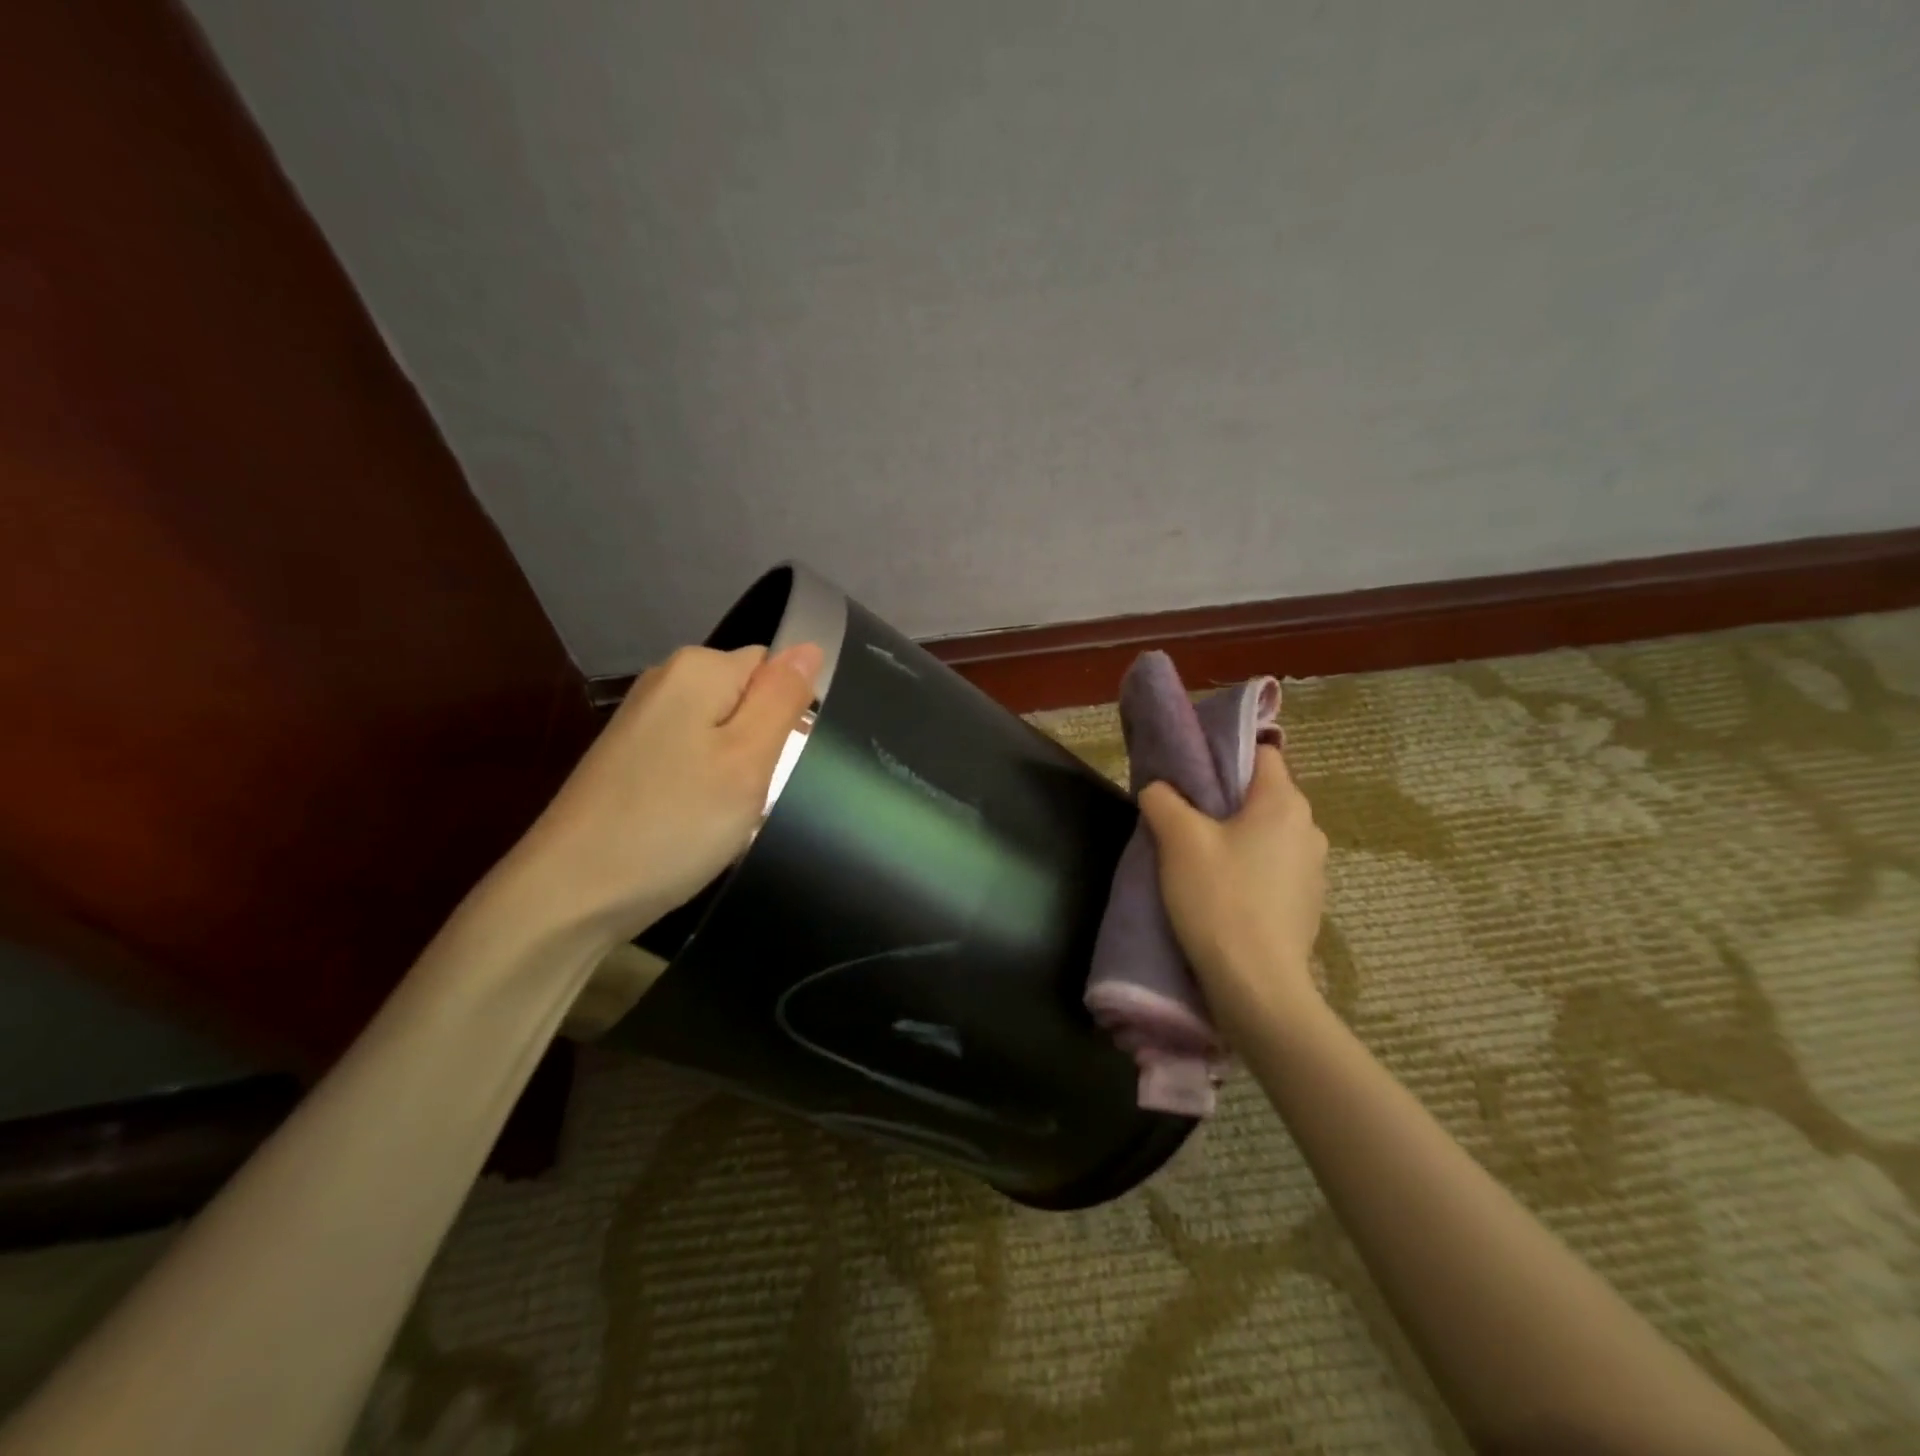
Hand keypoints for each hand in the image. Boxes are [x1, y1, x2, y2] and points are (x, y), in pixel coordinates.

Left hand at [497, 642, 822, 951]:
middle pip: (746, 697)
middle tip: (752, 793)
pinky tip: (696, 822)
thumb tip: (810, 647)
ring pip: (723, 732)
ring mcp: (643, 721)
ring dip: (736, 770)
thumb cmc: (673, 823)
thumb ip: (782, 698)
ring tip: (726, 814)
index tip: (776, 763)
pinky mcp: (630, 758)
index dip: (788, 714)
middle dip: (763, 742)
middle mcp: (665, 681)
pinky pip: (693, 757)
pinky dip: (705, 786)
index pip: (774, 668)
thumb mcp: (748, 760)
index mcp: (698, 669)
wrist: (571, 893)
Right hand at [1138, 745, 1327, 1037]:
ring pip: (1267, 834)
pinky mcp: (1308, 904)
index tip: (1191, 773)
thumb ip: (1163, 800)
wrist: (1257, 985)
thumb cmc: (1219, 899)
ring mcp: (1314, 869)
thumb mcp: (1178, 841)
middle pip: (1262, 795)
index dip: (1225, 755)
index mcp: (1284, 803)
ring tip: (1200, 859)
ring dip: (1237, 838)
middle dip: (1225, 800)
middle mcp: (1309, 829)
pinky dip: (1251, 869)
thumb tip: (1159, 788)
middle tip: (1184, 817)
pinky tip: (1224, 892)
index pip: (1261, 753)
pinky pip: (1274, 868)